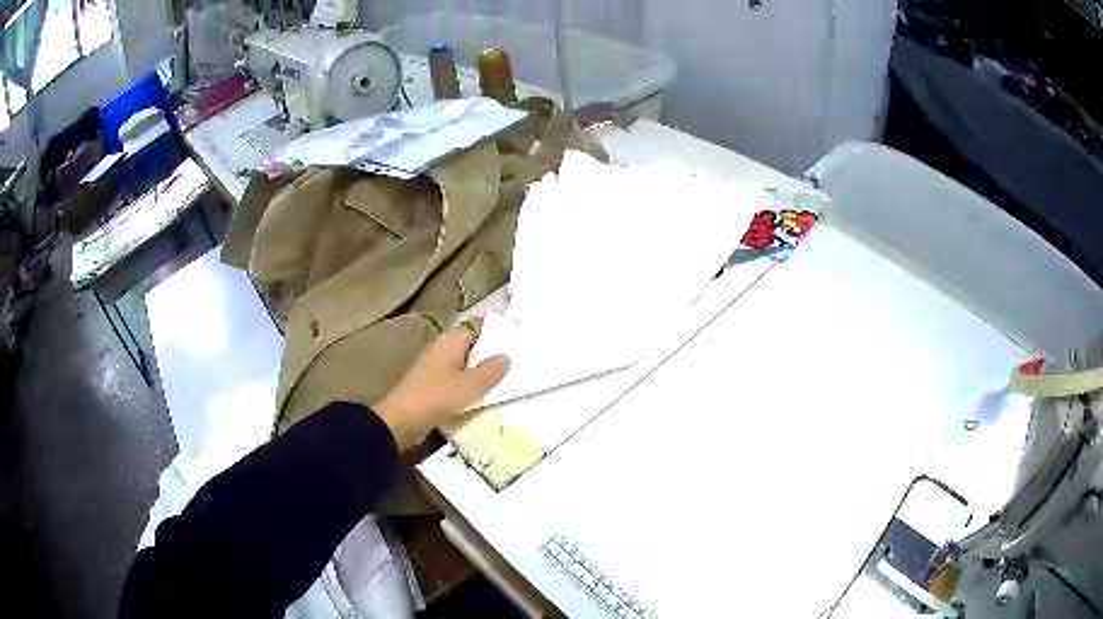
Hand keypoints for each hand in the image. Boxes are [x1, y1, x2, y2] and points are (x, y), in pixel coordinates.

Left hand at [375, 318, 509, 449]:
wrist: (402, 420)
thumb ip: (491, 370)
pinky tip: (484, 395)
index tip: (516, 336)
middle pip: (472, 344)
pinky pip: (457, 379)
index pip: (477, 325)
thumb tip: (506, 355)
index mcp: (451, 341)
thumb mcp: (471, 384)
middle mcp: (442, 349)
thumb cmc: (437, 396)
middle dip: (491, 350)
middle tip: (518, 358)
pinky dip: (470, 384)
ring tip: (506, 378)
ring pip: (465, 363)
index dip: (496, 328)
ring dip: (481, 369)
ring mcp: (435, 367)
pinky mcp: (432, 385)